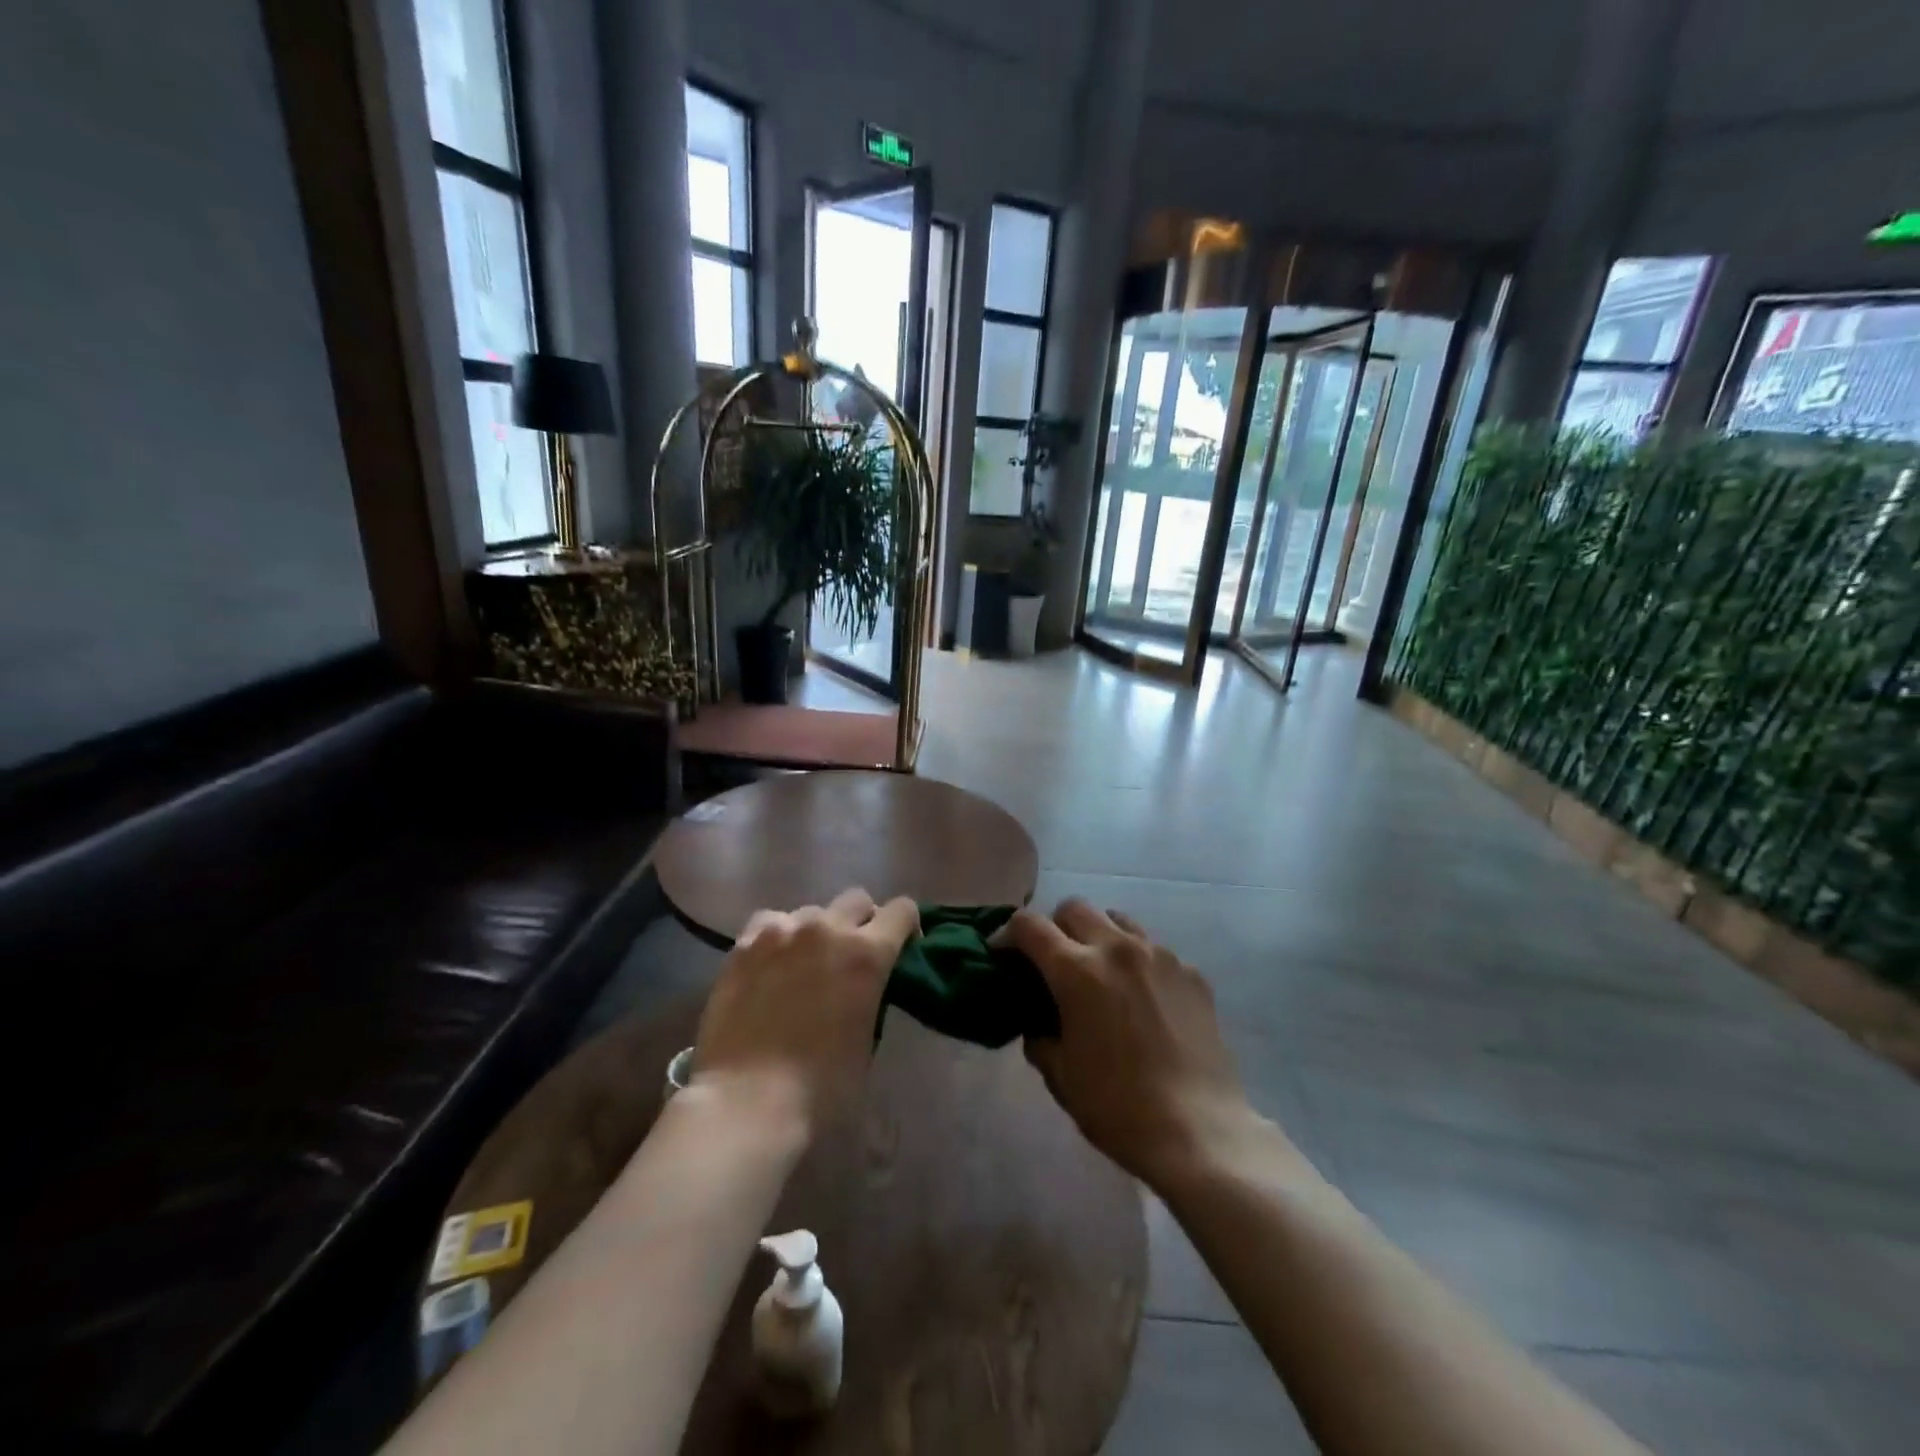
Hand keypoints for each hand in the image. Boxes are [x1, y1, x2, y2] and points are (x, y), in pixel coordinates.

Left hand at [691, 888, 918, 1137]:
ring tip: (804, 965)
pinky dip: (778, 938)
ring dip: (817, 932)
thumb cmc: (821, 1088)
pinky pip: (770, 923)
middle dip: (862, 922)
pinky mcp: (744, 945)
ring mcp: (781, 932)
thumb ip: (871, 996)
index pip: (902, 910)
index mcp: (867, 954)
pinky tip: (771, 965)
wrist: (747, 1102)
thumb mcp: (868, 1039)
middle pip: (857, 900)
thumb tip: (862, 987)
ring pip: (811, 912)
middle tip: (852, 958)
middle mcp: (827, 929)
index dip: (906, 927)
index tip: (902, 949)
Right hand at [1010, 899, 1246, 1188]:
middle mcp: (1117, 948)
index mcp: (1076, 971)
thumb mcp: (1060, 1076)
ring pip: (1118, 920)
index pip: (1028, 925)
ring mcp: (1160, 956)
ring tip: (1101, 972)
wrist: (1199, 1131)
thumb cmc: (1118, 1107)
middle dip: (1055, 927)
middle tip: (1053, 961)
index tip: (1003, 954)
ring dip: (1099, 935)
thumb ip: (1040, 1038)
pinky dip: (1138, 962)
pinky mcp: (1192, 973)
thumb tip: (1039, 1024)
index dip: (1008, 934)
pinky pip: (1155, 949)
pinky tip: (1144, 1000)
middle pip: (1074, 907)